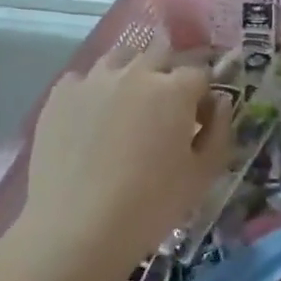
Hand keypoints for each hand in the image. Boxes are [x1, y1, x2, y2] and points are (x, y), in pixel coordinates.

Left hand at [10, 34, 232, 280]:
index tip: (199, 118)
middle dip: (168, 73)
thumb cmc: (150, 205)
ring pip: (120, 58)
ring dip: (131, 73)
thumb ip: (220, 131)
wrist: (76, 228)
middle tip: (165, 108)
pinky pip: (83, 78)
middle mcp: (134, 72)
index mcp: (174, 89)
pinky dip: (93, 90)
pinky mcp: (60, 94)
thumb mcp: (202, 176)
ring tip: (127, 106)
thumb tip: (220, 103)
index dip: (203, 93)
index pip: (199, 72)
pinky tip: (91, 119)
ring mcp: (93, 79)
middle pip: (160, 53)